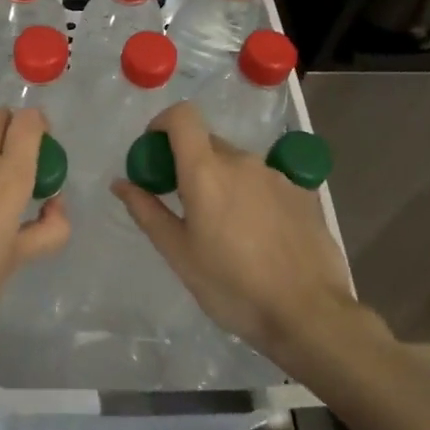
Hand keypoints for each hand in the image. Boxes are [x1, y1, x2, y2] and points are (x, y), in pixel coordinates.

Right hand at [110, 102, 380, 359]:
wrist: (308, 313)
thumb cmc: (232, 286)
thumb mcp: (179, 253)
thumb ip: (147, 211)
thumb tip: (121, 183)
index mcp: (206, 171)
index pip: (182, 116)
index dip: (162, 124)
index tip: (154, 153)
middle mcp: (243, 161)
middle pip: (207, 143)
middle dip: (188, 163)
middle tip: (182, 204)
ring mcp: (276, 175)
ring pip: (237, 164)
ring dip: (221, 182)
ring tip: (223, 229)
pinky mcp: (302, 193)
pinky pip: (264, 182)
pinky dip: (250, 196)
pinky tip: (257, 236)